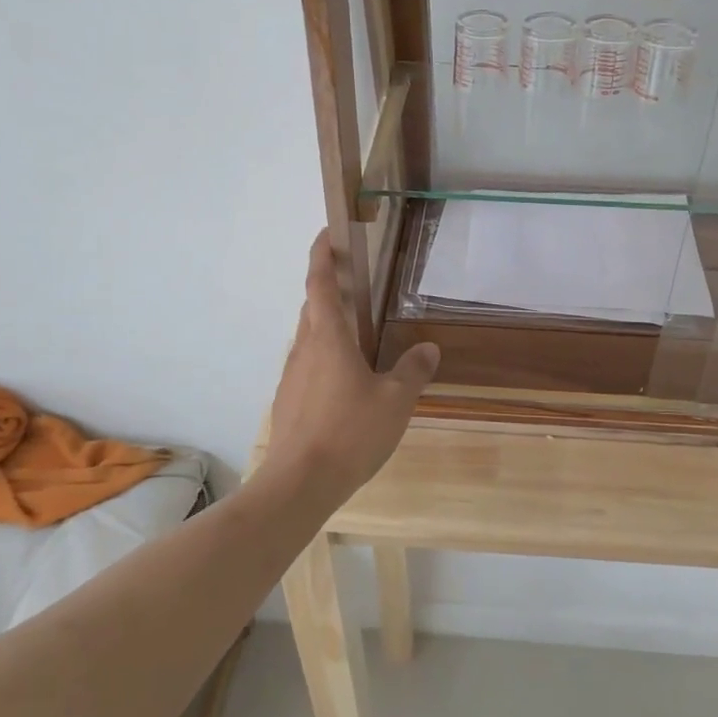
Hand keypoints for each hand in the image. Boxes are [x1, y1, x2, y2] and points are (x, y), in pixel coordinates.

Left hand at [262, 232, 439, 507]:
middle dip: (328, 288)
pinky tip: (345, 382)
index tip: (326, 233)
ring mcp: (292, 375)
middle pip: (312, 307)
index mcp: (328, 338)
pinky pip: (308, 365)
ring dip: (327, 324)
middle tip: (354, 281)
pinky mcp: (289, 401)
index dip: (321, 254)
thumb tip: (428, 348)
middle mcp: (305, 349)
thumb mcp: (395, 401)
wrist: (299, 483)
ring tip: (356, 333)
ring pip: (309, 337)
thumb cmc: (350, 432)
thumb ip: (413, 371)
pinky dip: (324, 357)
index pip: (321, 283)